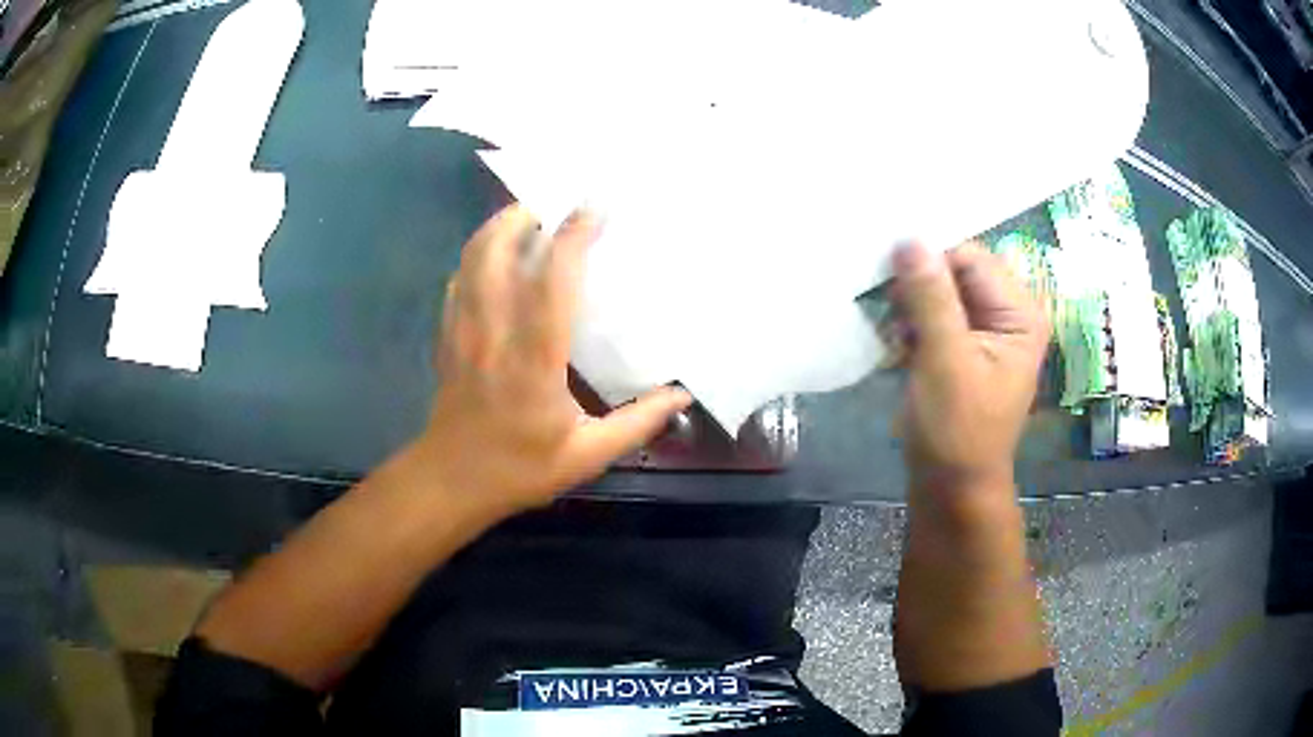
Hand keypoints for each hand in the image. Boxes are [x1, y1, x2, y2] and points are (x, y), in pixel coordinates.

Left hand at [406, 205, 691, 517]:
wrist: (452, 481)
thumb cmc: (519, 469)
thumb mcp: (587, 455)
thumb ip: (637, 422)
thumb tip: (682, 394)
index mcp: (533, 359)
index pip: (551, 281)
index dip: (572, 236)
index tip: (594, 207)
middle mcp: (493, 332)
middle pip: (495, 251)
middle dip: (522, 214)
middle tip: (554, 200)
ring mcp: (463, 330)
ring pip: (471, 259)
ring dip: (496, 227)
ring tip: (526, 217)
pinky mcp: (447, 336)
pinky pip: (459, 280)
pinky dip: (477, 256)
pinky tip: (496, 258)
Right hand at [892, 241, 1048, 506]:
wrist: (951, 488)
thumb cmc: (957, 431)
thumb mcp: (945, 362)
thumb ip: (931, 298)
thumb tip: (909, 238)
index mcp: (1020, 313)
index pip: (972, 257)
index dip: (931, 258)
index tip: (888, 269)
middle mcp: (1007, 314)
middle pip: (956, 271)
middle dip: (919, 283)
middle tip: (887, 305)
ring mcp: (985, 331)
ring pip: (940, 291)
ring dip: (911, 304)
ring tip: (893, 332)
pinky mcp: (963, 346)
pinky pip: (934, 314)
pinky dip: (911, 322)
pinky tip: (897, 343)